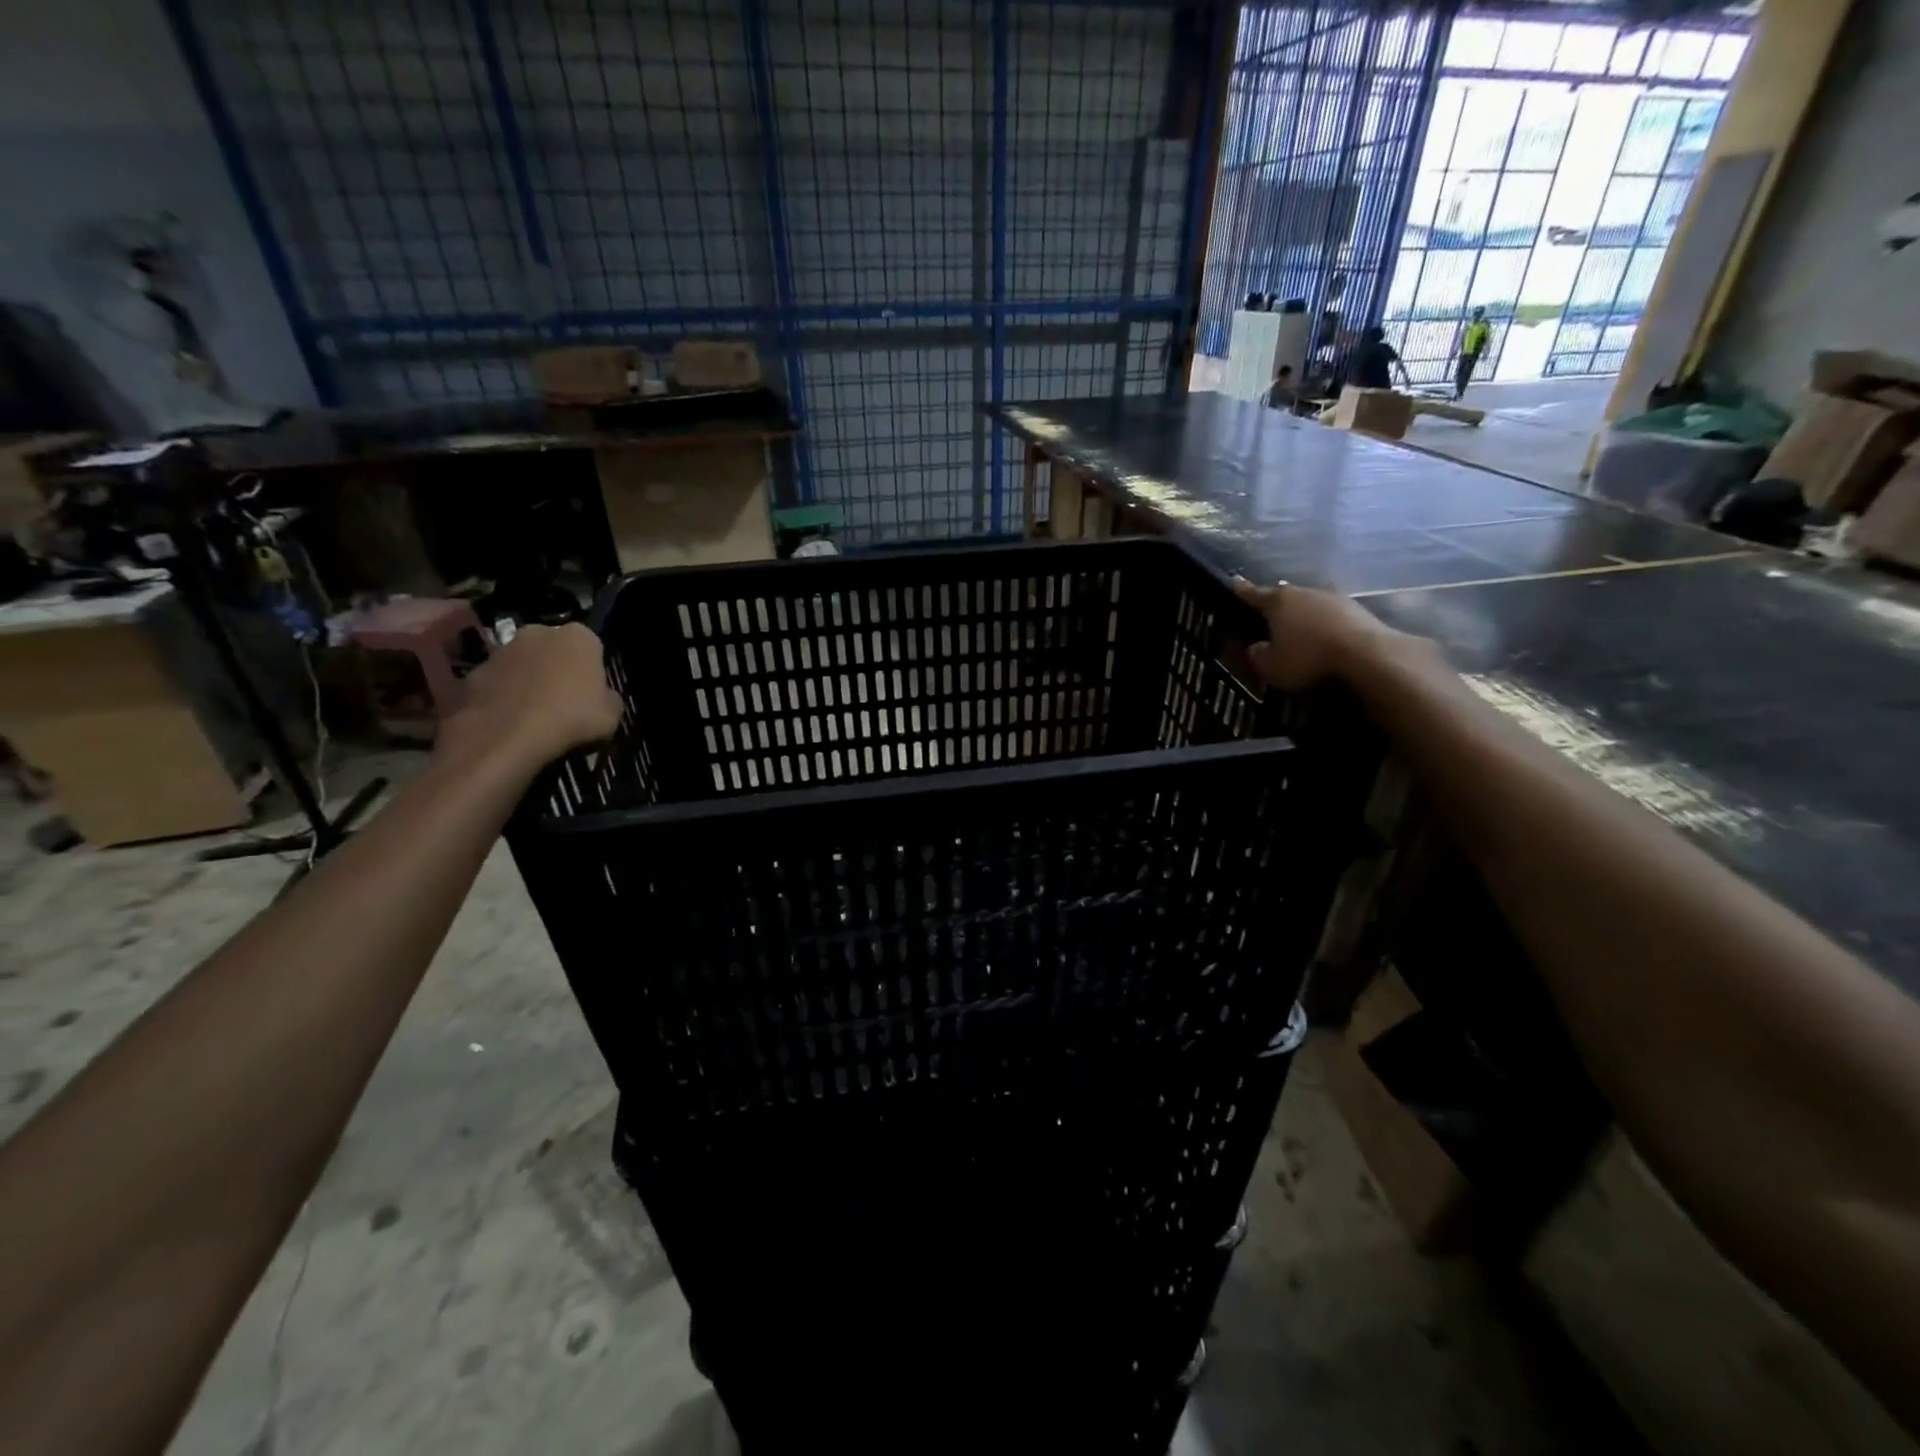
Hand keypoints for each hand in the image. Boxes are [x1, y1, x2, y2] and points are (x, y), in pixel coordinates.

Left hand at [439, 622, 624, 770]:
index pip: (592, 646)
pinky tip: (510, 721)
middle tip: (564, 699)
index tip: (592, 692)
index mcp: (579, 636)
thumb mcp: (613, 714)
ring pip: (523, 664)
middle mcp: (538, 632)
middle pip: (554, 648)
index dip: (592, 669)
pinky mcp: (473, 672)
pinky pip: (497, 683)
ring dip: (528, 680)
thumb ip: (609, 697)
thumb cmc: (572, 718)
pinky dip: (503, 697)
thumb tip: (602, 696)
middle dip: (557, 667)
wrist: (507, 737)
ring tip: (534, 714)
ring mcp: (501, 650)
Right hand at [1231, 578, 1390, 691]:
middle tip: (1267, 614)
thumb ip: (1258, 655)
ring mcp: (1333, 597)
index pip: (1253, 593)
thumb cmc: (1308, 658)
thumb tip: (1255, 647)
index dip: (1241, 590)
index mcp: (1278, 602)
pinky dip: (1324, 622)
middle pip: (1284, 595)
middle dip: (1275, 604)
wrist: (1366, 655)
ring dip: (1303, 613)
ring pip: (1310, 602)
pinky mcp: (1357, 609)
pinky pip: (1331, 614)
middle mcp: (1304, 592)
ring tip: (1298, 627)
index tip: (1234, 581)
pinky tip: (1324, 636)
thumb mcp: (1271, 666)